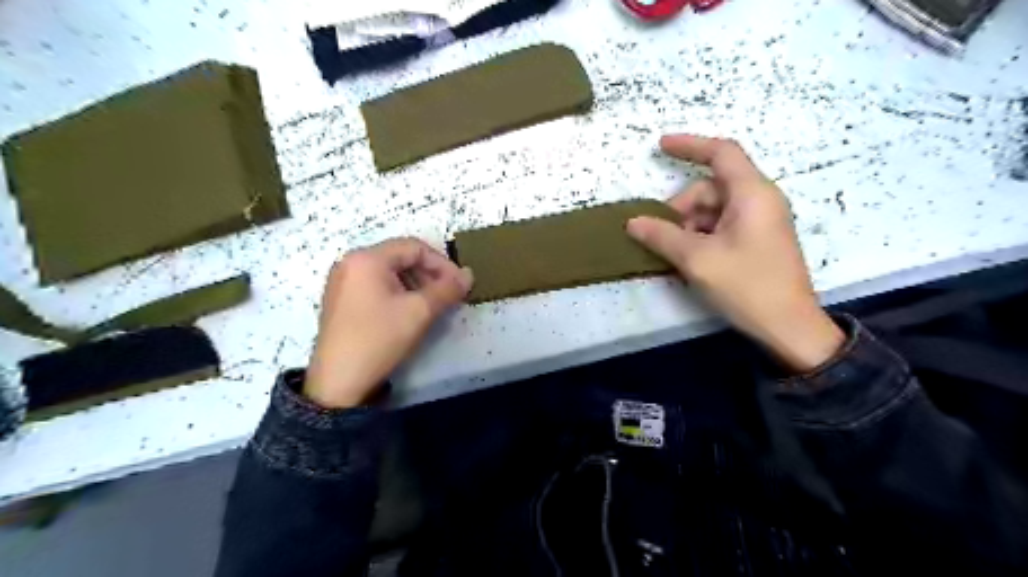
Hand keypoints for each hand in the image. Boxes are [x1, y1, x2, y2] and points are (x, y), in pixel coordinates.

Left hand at [303, 236, 467, 406]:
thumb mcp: (419, 312)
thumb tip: (468, 274)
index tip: (459, 284)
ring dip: (415, 284)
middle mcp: (350, 263)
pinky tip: (408, 312)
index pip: (414, 247)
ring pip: (389, 272)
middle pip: (400, 257)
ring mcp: (342, 282)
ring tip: (431, 306)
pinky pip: (375, 285)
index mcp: (367, 258)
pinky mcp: (340, 300)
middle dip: (429, 274)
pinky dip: (398, 293)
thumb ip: (447, 289)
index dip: (442, 263)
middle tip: (447, 296)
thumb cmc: (380, 339)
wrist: (339, 382)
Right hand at [627, 133, 842, 370]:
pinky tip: (688, 261)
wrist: (789, 327)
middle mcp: (758, 200)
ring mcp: (759, 222)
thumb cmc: (747, 286)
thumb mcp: (698, 259)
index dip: (690, 145)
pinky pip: (720, 227)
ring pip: (712, 211)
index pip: (721, 153)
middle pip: (709, 189)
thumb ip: (662, 236)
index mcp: (751, 194)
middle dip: (680, 209)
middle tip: (660, 238)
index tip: (660, 146)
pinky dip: (700, 238)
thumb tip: (632, 222)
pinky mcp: (756, 241)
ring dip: (687, 228)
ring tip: (675, 257)